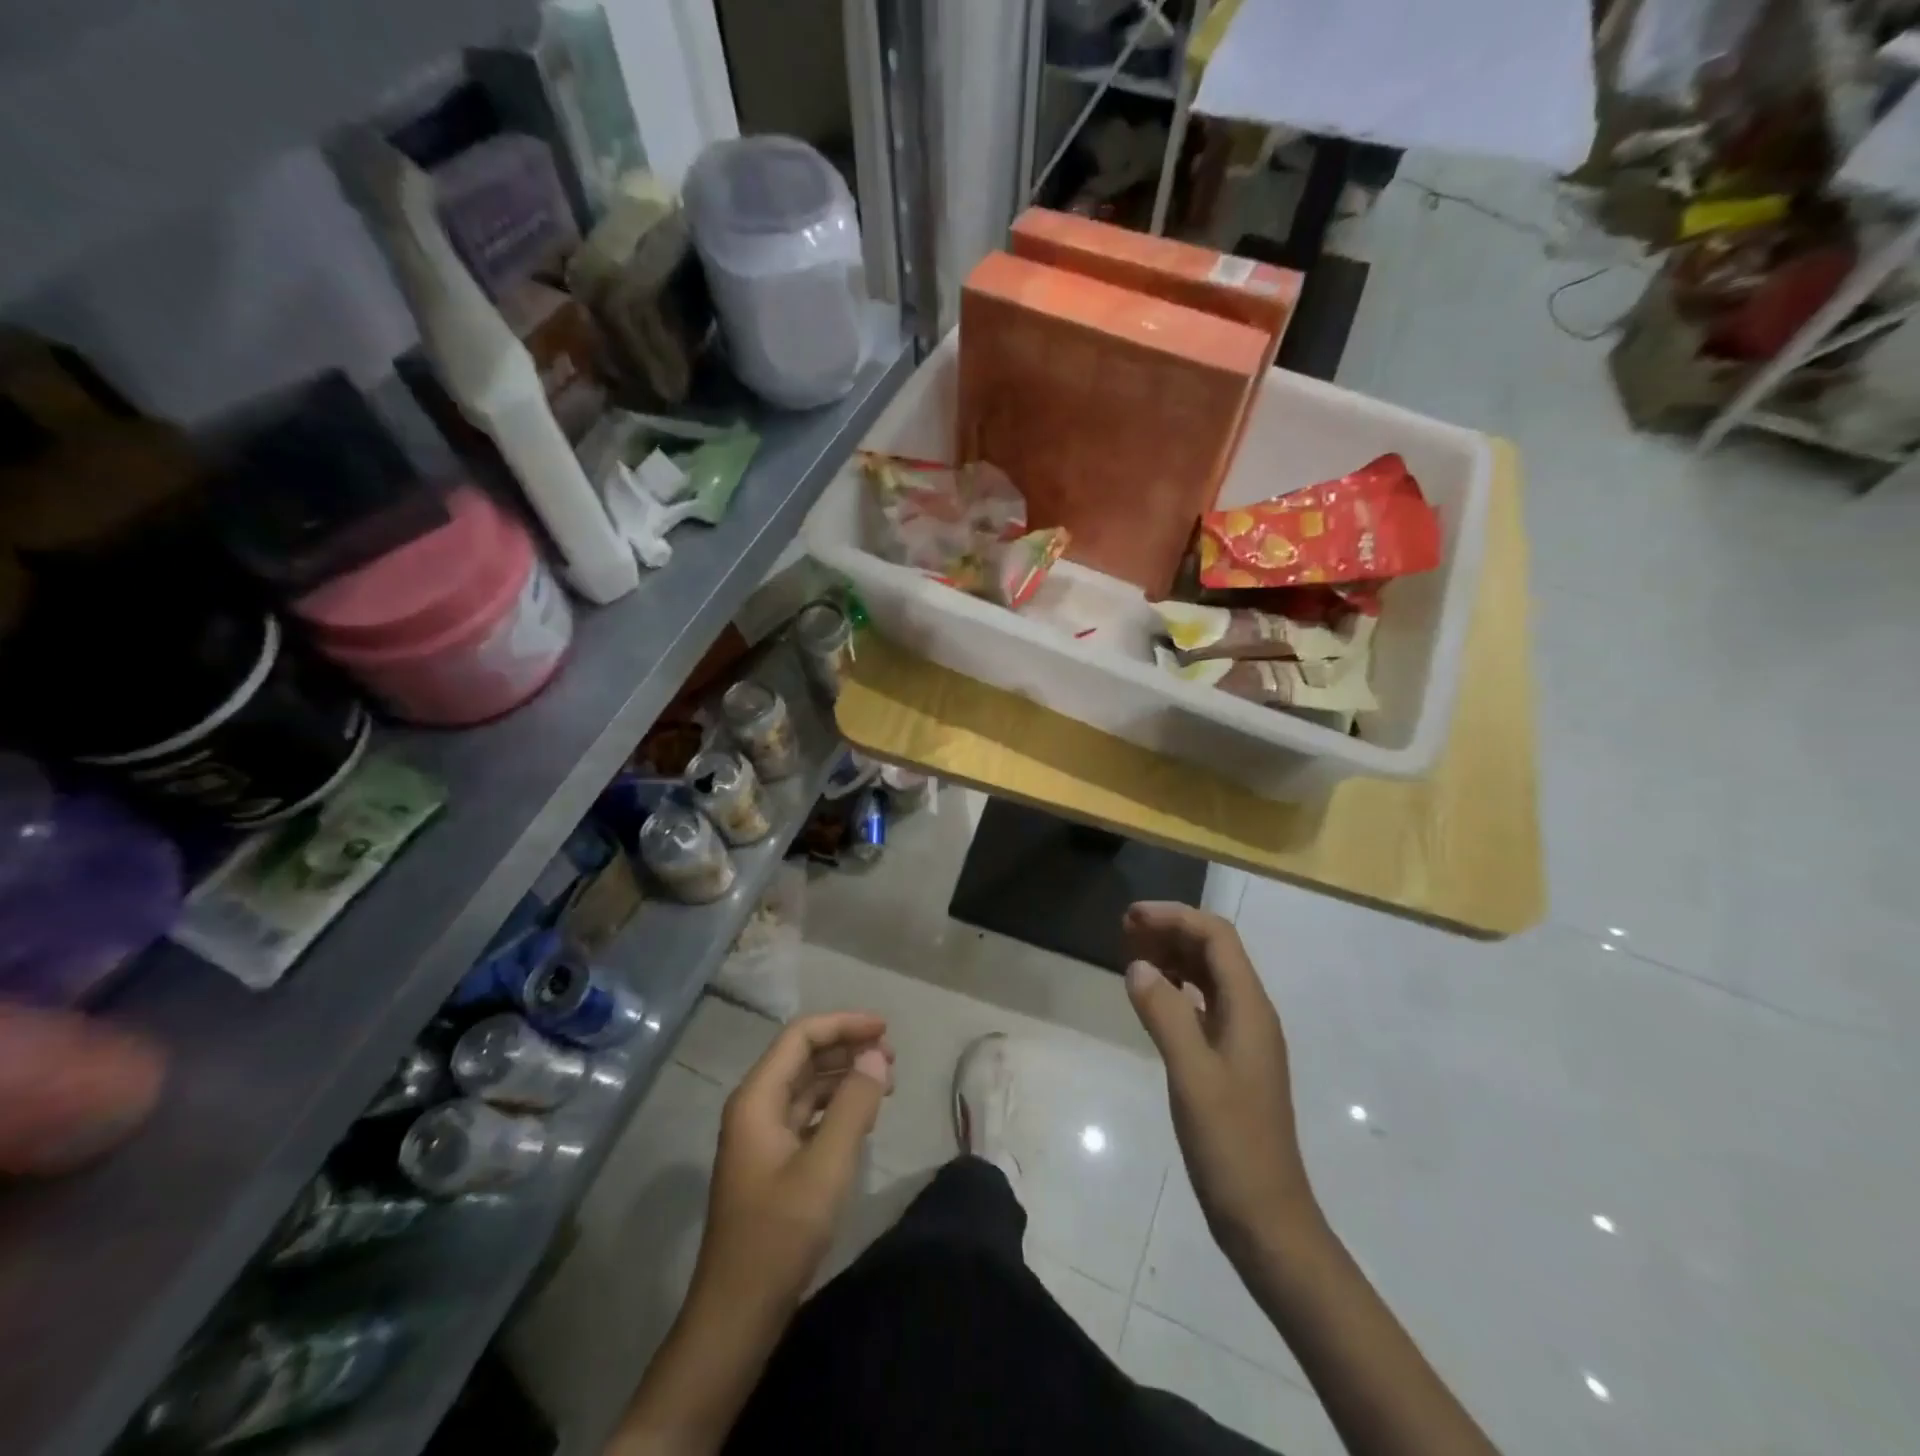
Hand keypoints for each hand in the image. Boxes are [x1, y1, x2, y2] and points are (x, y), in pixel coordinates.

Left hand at [696, 1012, 893, 1313]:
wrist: (737, 1314)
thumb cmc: (779, 1235)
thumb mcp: (826, 1166)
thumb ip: (854, 1105)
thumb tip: (875, 1056)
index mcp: (757, 1099)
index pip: (801, 1037)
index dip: (843, 1024)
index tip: (884, 1029)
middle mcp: (755, 1107)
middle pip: (803, 1056)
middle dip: (847, 1048)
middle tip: (892, 1060)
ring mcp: (761, 1136)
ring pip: (807, 1086)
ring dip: (845, 1076)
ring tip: (886, 1083)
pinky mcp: (772, 1162)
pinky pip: (808, 1115)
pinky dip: (837, 1106)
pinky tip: (863, 1117)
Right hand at [1124, 902, 1317, 1260]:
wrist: (1266, 1217)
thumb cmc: (1231, 1144)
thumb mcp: (1191, 1075)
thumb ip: (1165, 1014)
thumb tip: (1137, 965)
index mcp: (1249, 1008)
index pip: (1217, 937)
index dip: (1176, 916)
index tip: (1131, 917)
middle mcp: (1251, 1013)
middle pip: (1214, 950)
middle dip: (1172, 930)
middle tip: (1124, 930)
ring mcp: (1243, 1038)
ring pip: (1208, 976)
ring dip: (1173, 956)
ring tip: (1131, 953)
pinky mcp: (1231, 1060)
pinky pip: (1204, 1004)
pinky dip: (1177, 988)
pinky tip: (1153, 996)